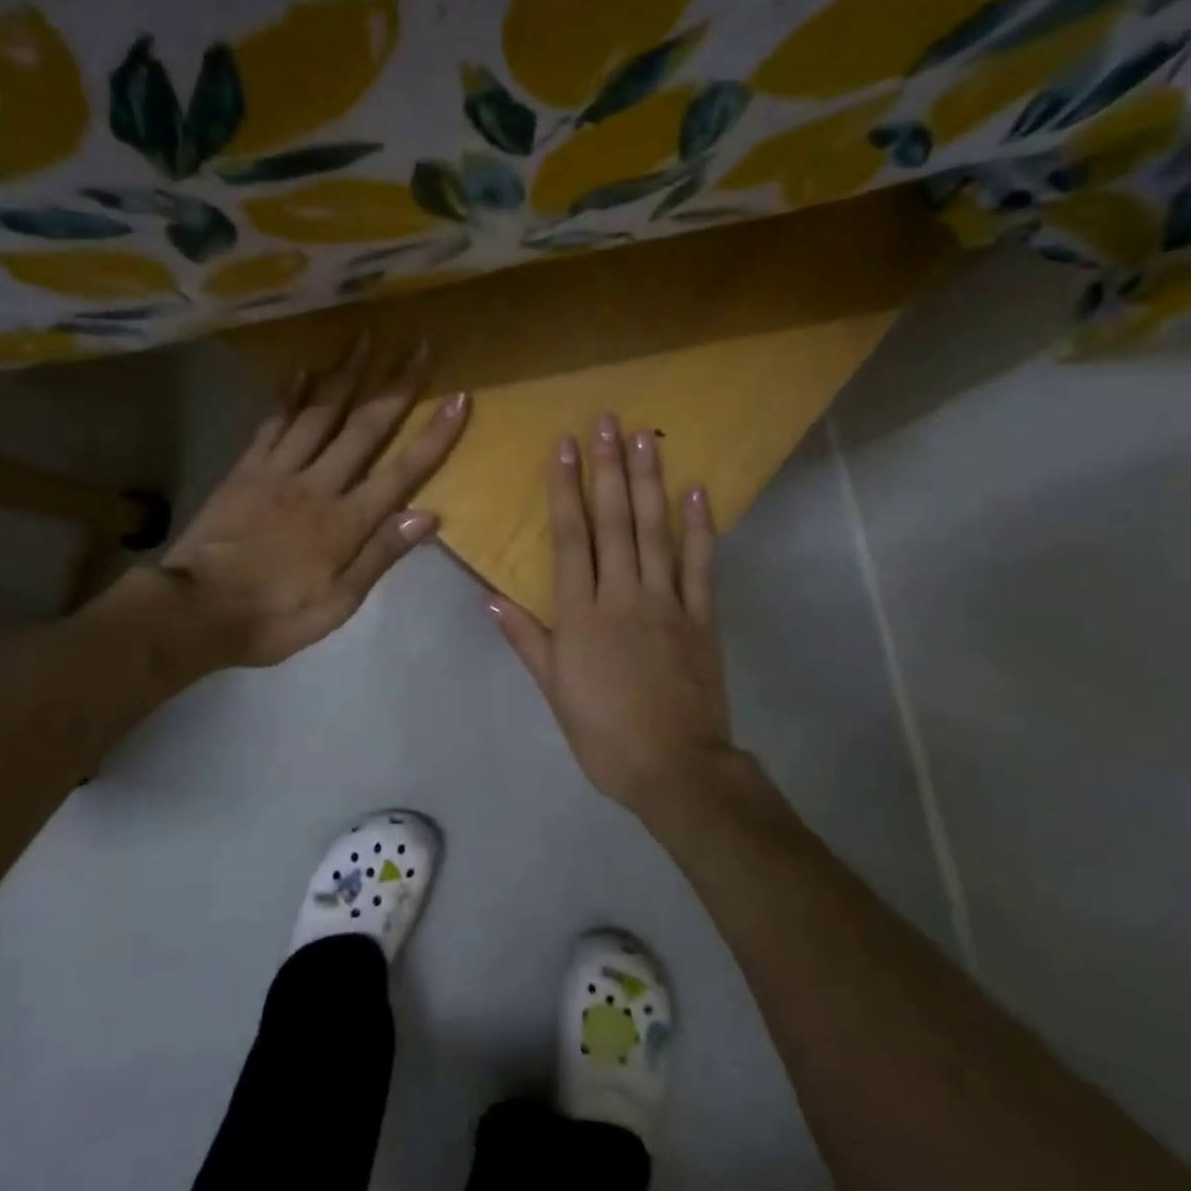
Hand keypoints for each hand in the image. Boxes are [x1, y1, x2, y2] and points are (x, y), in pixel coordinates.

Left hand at [100, 334, 468, 675]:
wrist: (195, 611)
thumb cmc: (275, 616)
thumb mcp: (338, 604)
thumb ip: (381, 555)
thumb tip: (429, 515)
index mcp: (346, 521)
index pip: (403, 471)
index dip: (434, 435)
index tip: (460, 398)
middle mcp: (319, 484)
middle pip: (365, 427)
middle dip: (397, 384)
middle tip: (419, 344)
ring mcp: (279, 470)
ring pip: (320, 412)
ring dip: (346, 372)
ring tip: (366, 336)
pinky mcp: (246, 468)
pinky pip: (272, 422)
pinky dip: (289, 393)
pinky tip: (302, 367)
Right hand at [488, 414, 731, 816]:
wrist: (676, 769)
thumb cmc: (604, 734)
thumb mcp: (554, 691)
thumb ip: (525, 638)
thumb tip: (488, 596)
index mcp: (582, 614)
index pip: (571, 538)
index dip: (566, 489)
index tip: (565, 447)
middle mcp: (623, 596)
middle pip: (614, 522)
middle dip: (607, 468)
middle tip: (606, 421)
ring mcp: (667, 603)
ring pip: (655, 532)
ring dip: (649, 482)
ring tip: (645, 439)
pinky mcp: (701, 617)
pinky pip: (701, 565)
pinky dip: (701, 527)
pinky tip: (697, 492)